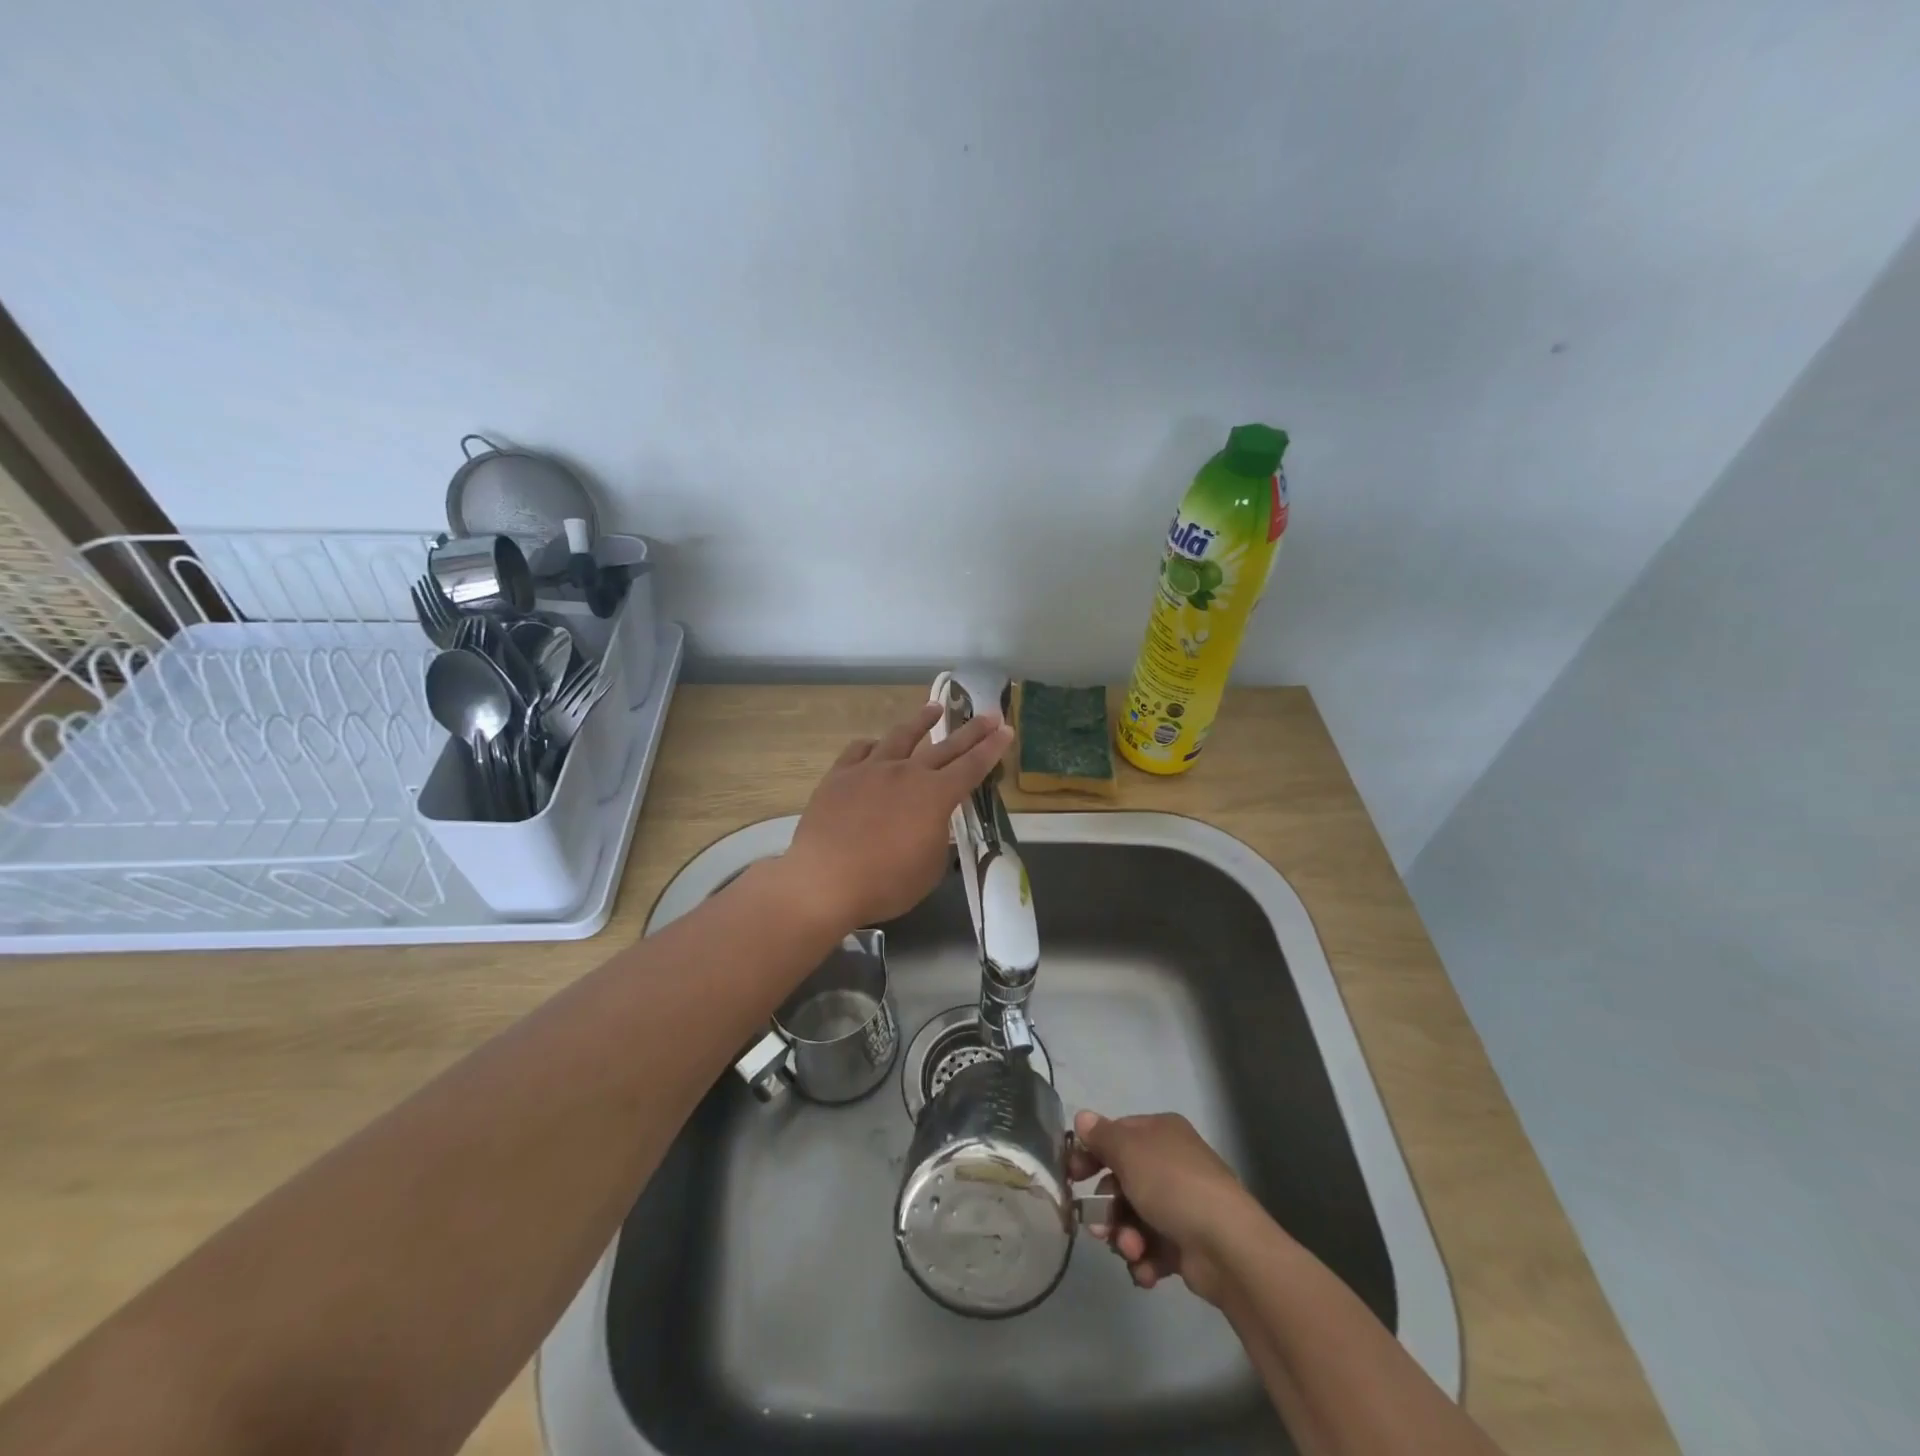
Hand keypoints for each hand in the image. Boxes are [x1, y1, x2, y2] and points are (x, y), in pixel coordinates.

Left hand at [781, 701, 1011, 933]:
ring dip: (921, 721)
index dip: (992, 749)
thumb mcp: (930, 868)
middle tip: (989, 714)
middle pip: (945, 746)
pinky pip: (860, 750)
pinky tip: (875, 744)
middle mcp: (906, 773)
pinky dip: (873, 745)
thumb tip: (932, 824)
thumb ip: (937, 838)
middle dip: (971, 730)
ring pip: (901, 736)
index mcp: (935, 796)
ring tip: (934, 708)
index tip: (1006, 730)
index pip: (972, 767)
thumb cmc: (886, 883)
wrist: (824, 881)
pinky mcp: (839, 775)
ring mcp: (870, 770)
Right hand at [1071, 1109, 1265, 1306]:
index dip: (1092, 1154)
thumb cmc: (1171, 1185)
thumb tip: (1083, 1117)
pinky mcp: (1189, 1243)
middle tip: (1099, 1228)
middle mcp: (1172, 1163)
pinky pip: (1154, 1247)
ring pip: (1135, 1217)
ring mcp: (1183, 1204)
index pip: (1117, 1136)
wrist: (1226, 1245)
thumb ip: (1101, 1136)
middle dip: (1108, 1208)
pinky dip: (1145, 1260)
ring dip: (1125, 1237)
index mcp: (1161, 1132)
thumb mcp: (1128, 1151)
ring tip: (1131, 1250)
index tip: (1072, 1177)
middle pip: (1124, 1181)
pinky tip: (1145, 1270)